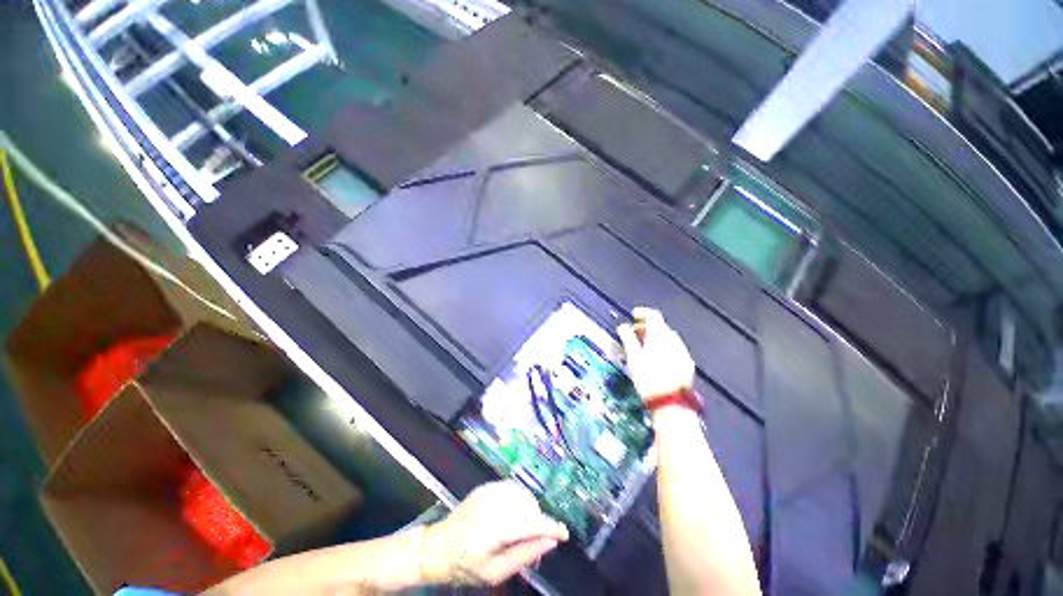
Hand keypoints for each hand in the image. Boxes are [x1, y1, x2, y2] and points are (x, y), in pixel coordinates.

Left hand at [420, 481, 568, 585]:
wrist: (438, 546)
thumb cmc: (465, 565)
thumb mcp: (495, 572)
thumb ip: (524, 555)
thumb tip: (550, 542)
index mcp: (496, 528)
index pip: (532, 522)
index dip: (551, 527)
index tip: (564, 534)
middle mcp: (495, 503)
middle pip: (530, 505)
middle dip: (538, 520)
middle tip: (533, 539)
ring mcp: (490, 491)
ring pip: (523, 494)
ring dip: (529, 509)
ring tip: (520, 528)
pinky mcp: (487, 485)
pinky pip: (513, 488)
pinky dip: (519, 499)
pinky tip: (511, 513)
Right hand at [617, 307, 694, 401]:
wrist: (671, 403)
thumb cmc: (648, 378)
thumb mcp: (633, 358)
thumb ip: (628, 339)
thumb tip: (622, 326)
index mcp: (660, 336)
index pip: (653, 316)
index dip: (643, 312)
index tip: (633, 315)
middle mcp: (674, 341)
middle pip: (661, 326)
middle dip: (647, 326)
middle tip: (634, 333)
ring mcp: (683, 352)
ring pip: (668, 338)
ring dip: (656, 337)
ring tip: (644, 346)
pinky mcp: (688, 364)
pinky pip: (675, 349)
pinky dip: (665, 347)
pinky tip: (658, 357)